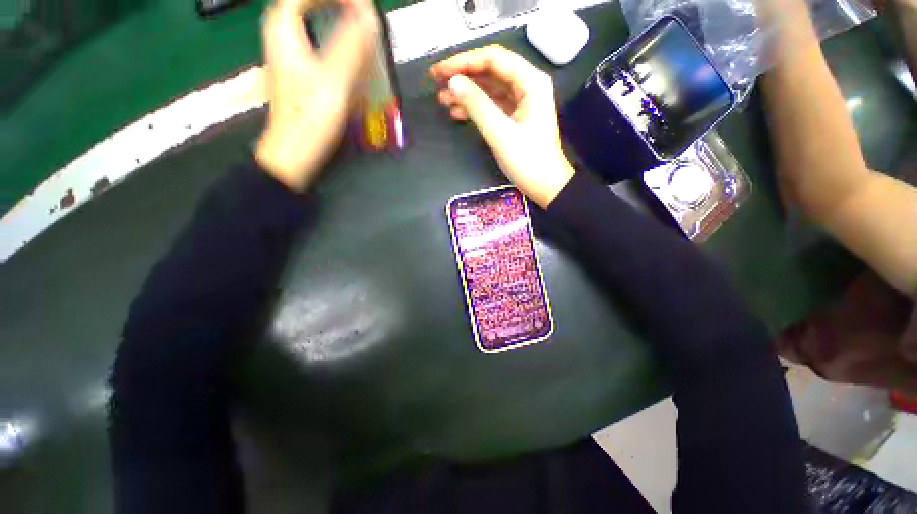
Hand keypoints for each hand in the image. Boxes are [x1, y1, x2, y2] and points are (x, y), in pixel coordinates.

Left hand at [255, 0, 378, 190]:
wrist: (295, 151)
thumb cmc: (310, 117)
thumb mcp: (334, 79)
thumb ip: (352, 46)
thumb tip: (368, 16)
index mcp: (283, 28)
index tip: (362, 5)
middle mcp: (284, 36)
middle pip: (310, 6)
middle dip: (338, 7)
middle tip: (364, 17)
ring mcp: (291, 55)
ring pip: (316, 25)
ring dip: (340, 25)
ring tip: (364, 32)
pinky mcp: (302, 73)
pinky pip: (320, 46)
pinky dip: (339, 47)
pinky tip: (354, 59)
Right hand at [431, 46, 574, 207]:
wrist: (546, 186)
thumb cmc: (528, 162)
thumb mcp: (500, 134)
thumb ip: (477, 106)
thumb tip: (453, 82)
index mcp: (530, 82)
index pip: (493, 59)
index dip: (464, 61)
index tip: (440, 70)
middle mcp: (527, 85)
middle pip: (491, 70)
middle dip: (463, 74)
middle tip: (436, 81)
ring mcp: (522, 102)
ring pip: (490, 88)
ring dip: (466, 92)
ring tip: (442, 99)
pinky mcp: (515, 117)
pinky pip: (492, 105)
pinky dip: (475, 108)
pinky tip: (457, 113)